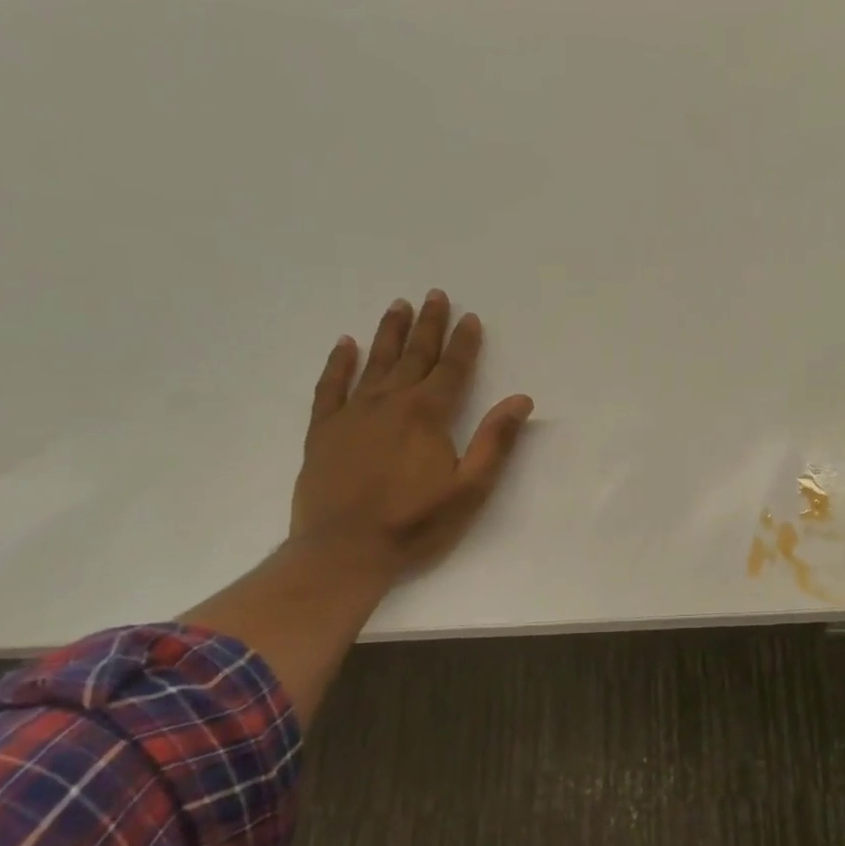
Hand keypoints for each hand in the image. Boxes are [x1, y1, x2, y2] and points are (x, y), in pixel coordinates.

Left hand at [290, 290, 533, 586]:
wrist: (344, 551)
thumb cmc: (415, 523)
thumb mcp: (469, 488)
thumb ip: (495, 441)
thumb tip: (521, 399)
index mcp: (427, 414)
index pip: (452, 369)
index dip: (464, 342)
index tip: (470, 317)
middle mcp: (389, 402)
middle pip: (414, 356)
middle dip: (428, 325)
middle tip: (434, 294)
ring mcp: (352, 413)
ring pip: (374, 362)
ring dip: (389, 333)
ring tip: (398, 305)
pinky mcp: (323, 430)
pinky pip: (330, 386)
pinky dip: (339, 363)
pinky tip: (345, 344)